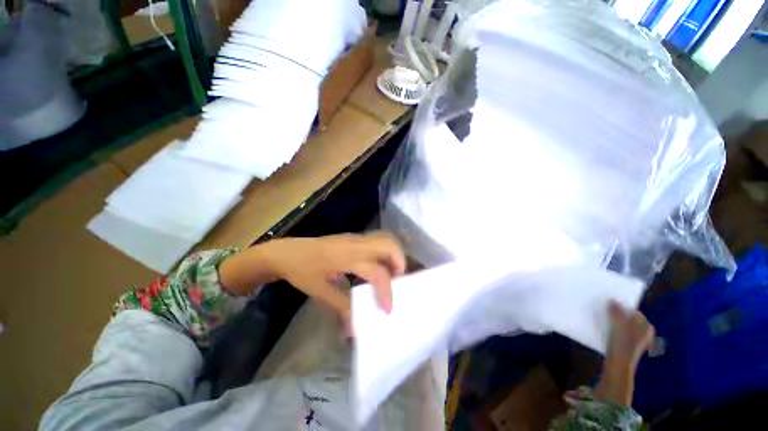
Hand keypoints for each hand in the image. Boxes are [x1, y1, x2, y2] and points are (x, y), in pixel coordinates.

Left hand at [220, 231, 406, 324]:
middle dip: (399, 263)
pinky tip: (377, 266)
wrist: (286, 252)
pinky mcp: (353, 237)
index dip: (386, 291)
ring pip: (385, 238)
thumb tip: (356, 330)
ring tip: (390, 274)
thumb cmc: (301, 271)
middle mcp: (356, 243)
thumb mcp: (320, 292)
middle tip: (397, 282)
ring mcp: (355, 237)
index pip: (377, 272)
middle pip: (389, 245)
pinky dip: (385, 251)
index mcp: (347, 258)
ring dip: (393, 255)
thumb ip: (342, 308)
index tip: (387, 309)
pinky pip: (377, 239)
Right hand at [594, 301, 654, 405]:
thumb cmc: (621, 342)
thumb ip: (616, 310)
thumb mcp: (618, 323)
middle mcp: (645, 333)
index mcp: (646, 326)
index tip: (609, 304)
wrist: (619, 365)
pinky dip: (615, 330)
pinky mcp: (629, 347)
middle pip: (629, 318)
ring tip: (604, 320)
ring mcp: (638, 341)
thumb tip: (612, 299)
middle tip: (605, 311)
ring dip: (615, 322)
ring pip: (625, 326)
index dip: (621, 306)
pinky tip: (606, 331)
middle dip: (618, 314)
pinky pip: (622, 334)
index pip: (633, 310)